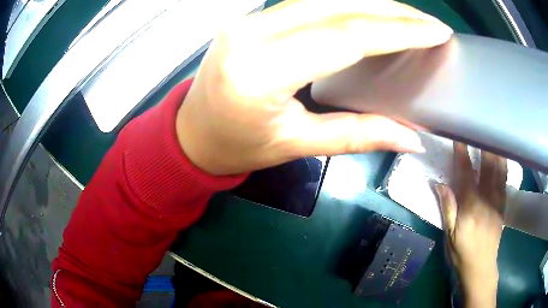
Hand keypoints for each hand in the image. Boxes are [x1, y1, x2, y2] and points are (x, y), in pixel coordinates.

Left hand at [176, 0, 452, 174]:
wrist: (191, 133)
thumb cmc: (237, 147)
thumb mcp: (297, 145)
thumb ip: (358, 136)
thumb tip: (411, 139)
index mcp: (261, 71)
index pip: (348, 36)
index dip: (400, 30)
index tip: (436, 31)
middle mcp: (252, 33)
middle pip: (339, 7)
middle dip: (393, 10)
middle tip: (429, 22)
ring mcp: (249, 20)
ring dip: (372, 3)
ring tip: (409, 16)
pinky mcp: (251, 19)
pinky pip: (308, 3)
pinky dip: (347, 5)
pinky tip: (371, 11)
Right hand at [435, 142, 506, 307]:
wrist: (481, 266)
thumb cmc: (462, 252)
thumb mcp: (449, 234)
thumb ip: (447, 207)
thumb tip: (439, 184)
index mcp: (471, 207)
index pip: (467, 174)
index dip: (462, 154)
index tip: (458, 137)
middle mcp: (487, 199)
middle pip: (487, 166)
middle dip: (483, 144)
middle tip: (478, 126)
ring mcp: (498, 200)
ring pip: (499, 169)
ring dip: (495, 149)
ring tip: (491, 133)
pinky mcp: (503, 204)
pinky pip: (505, 178)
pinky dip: (503, 162)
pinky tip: (501, 153)